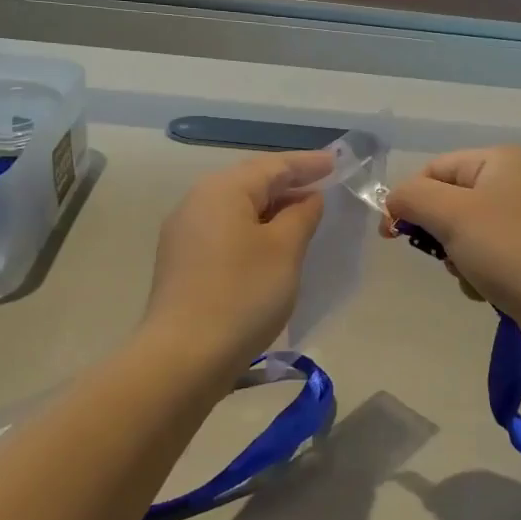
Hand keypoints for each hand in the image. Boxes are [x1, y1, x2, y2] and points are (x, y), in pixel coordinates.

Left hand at [144, 150, 333, 369]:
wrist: (184, 355)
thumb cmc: (242, 295)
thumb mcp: (284, 251)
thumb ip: (301, 216)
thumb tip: (308, 198)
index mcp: (222, 190)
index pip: (272, 166)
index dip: (308, 164)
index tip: (337, 163)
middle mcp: (197, 202)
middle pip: (250, 182)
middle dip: (288, 183)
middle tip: (324, 185)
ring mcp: (185, 233)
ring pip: (237, 208)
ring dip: (271, 208)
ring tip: (304, 214)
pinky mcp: (183, 261)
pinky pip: (226, 231)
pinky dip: (254, 229)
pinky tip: (272, 244)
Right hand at [385, 146, 520, 353]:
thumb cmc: (508, 249)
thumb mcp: (451, 215)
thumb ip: (412, 198)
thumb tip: (393, 202)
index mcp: (498, 160)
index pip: (433, 169)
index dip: (409, 199)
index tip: (392, 235)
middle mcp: (512, 182)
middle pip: (447, 201)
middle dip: (438, 233)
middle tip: (443, 255)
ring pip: (461, 232)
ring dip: (455, 257)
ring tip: (471, 273)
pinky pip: (482, 254)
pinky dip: (475, 271)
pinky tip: (486, 288)